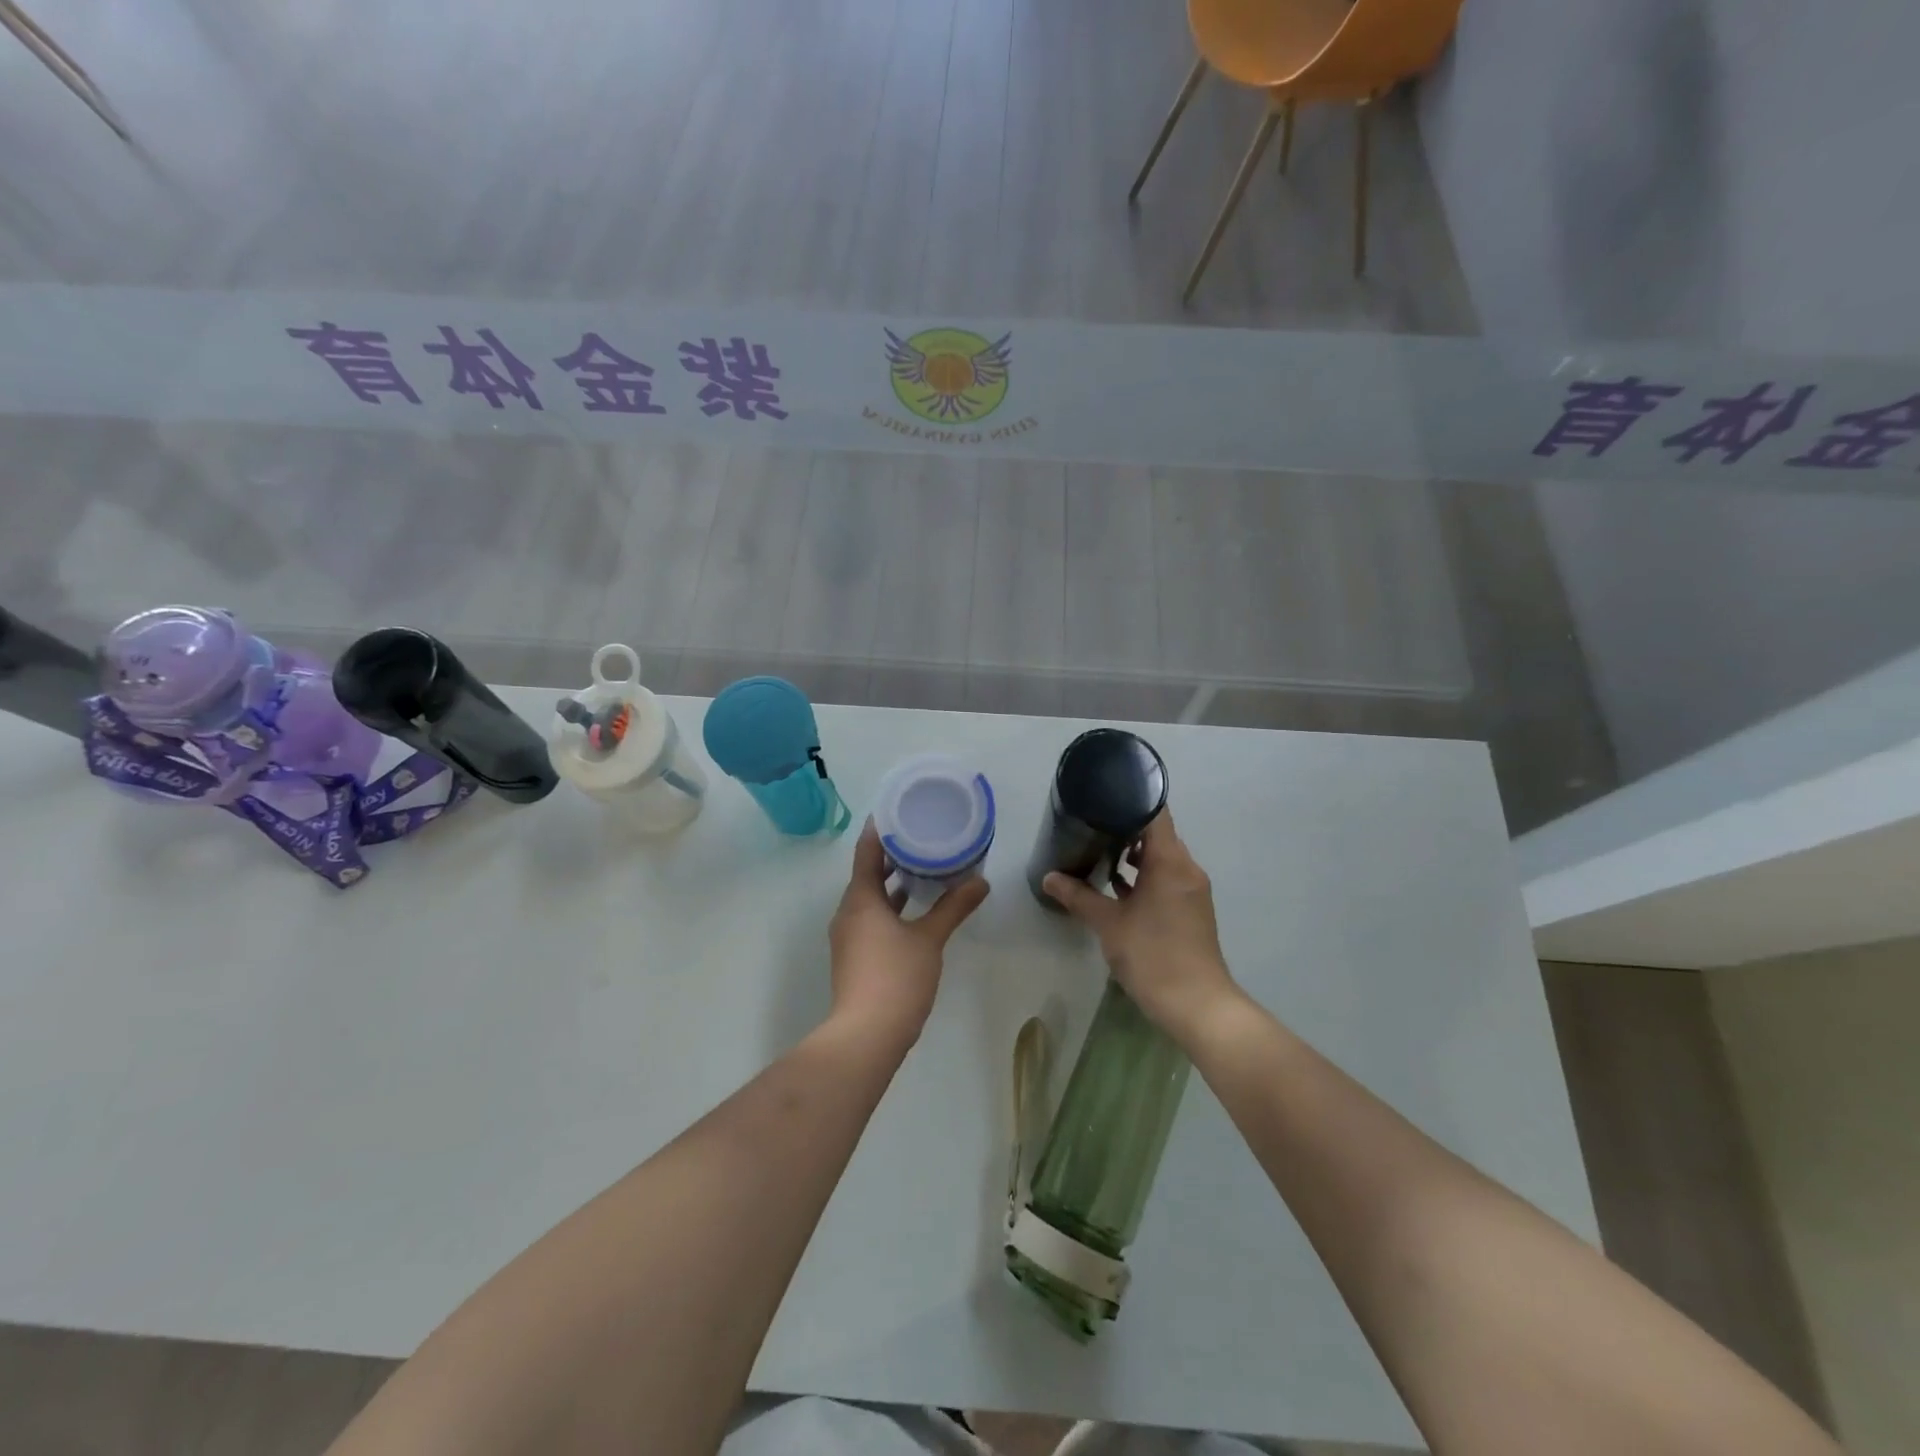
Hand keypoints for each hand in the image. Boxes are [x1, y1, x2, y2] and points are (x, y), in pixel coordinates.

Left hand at [828, 819, 990, 1049]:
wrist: (866, 1035)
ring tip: (924, 869)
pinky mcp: (855, 957)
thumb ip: (954, 907)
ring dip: (893, 885)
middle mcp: (849, 912)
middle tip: (921, 836)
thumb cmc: (896, 977)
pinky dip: (891, 908)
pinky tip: (915, 912)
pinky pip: (872, 919)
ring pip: (871, 899)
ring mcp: (849, 937)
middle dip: (892, 856)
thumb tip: (981, 881)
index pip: (867, 851)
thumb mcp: (930, 938)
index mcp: (861, 899)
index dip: (880, 829)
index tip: (897, 809)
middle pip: (867, 874)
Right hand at [1043, 811, 1240, 1041]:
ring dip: (1134, 855)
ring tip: (1098, 851)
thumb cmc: (1153, 955)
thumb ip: (1078, 896)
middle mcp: (1186, 869)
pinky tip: (1117, 886)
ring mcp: (1191, 890)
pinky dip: (1145, 876)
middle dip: (1125, 828)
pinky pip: (1166, 878)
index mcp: (1170, 862)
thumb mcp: (1109, 924)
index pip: (1155, 813)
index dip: (1130, 800)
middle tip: (1090, 824)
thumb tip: (1049, 877)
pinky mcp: (1191, 910)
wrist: (1198, 1005)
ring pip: (1162, 858)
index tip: (1102, 796)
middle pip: (1158, 834)